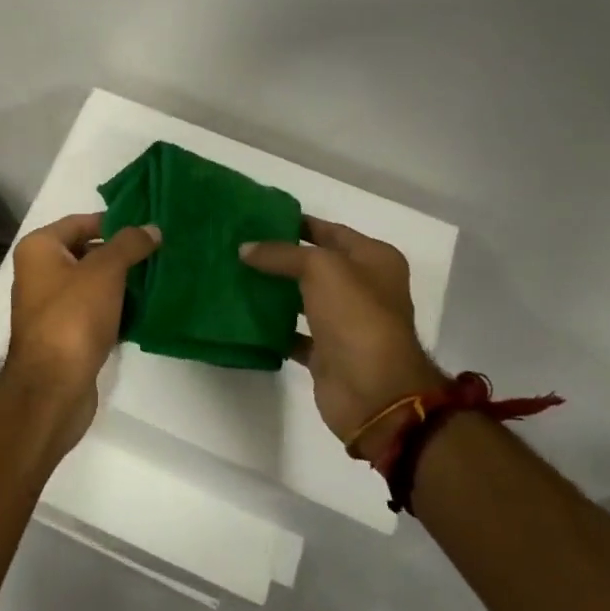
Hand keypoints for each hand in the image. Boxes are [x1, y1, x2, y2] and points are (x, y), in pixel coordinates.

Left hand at [3, 212, 160, 452]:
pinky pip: (93, 310)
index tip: (148, 227)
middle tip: (159, 251)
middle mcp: (38, 272)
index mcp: (39, 249)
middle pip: (86, 251)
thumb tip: (152, 228)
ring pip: (92, 283)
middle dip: (121, 253)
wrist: (53, 387)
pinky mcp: (63, 334)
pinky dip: (115, 307)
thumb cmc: (73, 317)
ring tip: (158, 276)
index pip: (80, 222)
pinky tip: (143, 308)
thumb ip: (129, 244)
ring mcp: (49, 305)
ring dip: (121, 282)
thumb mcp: (105, 271)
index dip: (114, 222)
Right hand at [241, 217, 446, 455]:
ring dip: (274, 290)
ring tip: (235, 274)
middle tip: (239, 245)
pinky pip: (294, 332)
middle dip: (280, 257)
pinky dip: (272, 326)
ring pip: (303, 298)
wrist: (374, 392)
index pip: (331, 231)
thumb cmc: (357, 316)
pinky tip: (243, 314)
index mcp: (375, 260)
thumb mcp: (320, 268)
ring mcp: (345, 322)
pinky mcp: (327, 353)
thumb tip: (245, 249)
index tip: (259, 218)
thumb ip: (281, 254)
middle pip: (315, 265)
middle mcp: (364, 288)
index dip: (297, 223)